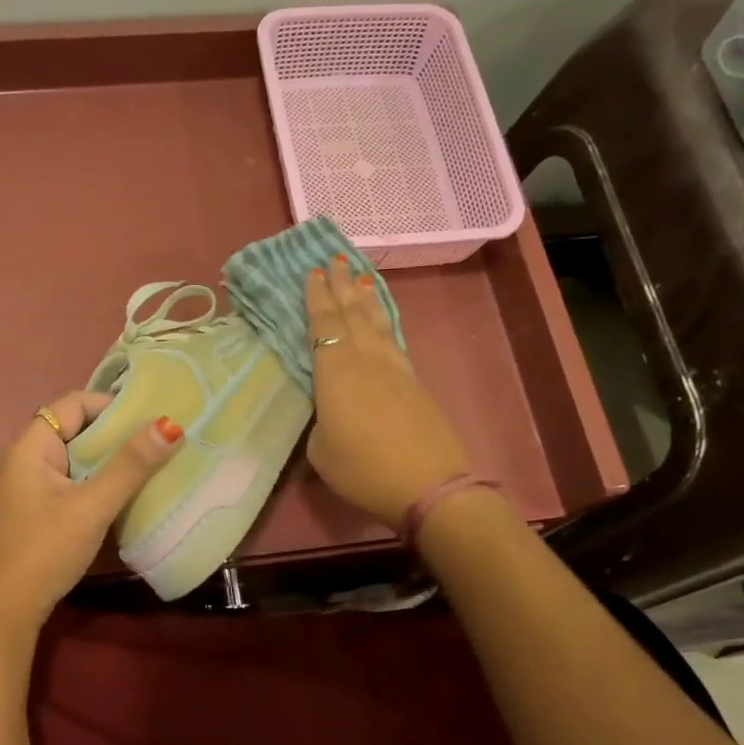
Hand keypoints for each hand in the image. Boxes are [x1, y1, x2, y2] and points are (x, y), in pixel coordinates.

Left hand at [0, 391, 184, 627]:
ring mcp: (21, 489)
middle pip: (73, 430)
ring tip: (147, 466)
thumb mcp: (92, 506)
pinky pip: (65, 483)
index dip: (111, 405)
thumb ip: (130, 466)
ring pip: (71, 460)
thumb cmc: (44, 551)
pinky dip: (92, 483)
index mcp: (28, 448)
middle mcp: (20, 460)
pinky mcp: (28, 513)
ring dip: (105, 461)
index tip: (150, 417)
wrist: (2, 615)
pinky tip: (118, 498)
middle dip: (113, 435)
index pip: (73, 404)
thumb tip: (169, 424)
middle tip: (156, 442)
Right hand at [305, 258, 471, 529]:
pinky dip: (384, 322)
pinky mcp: (414, 382)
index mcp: (335, 372)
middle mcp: (365, 360)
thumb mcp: (321, 452)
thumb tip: (329, 413)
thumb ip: (320, 423)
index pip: (322, 325)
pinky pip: (393, 340)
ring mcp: (394, 369)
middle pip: (351, 314)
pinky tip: (382, 321)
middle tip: (335, 259)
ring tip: (359, 277)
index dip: (316, 298)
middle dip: (341, 286)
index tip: (313, 271)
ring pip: (376, 323)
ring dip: (365, 299)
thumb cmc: (363, 469)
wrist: (429, 485)